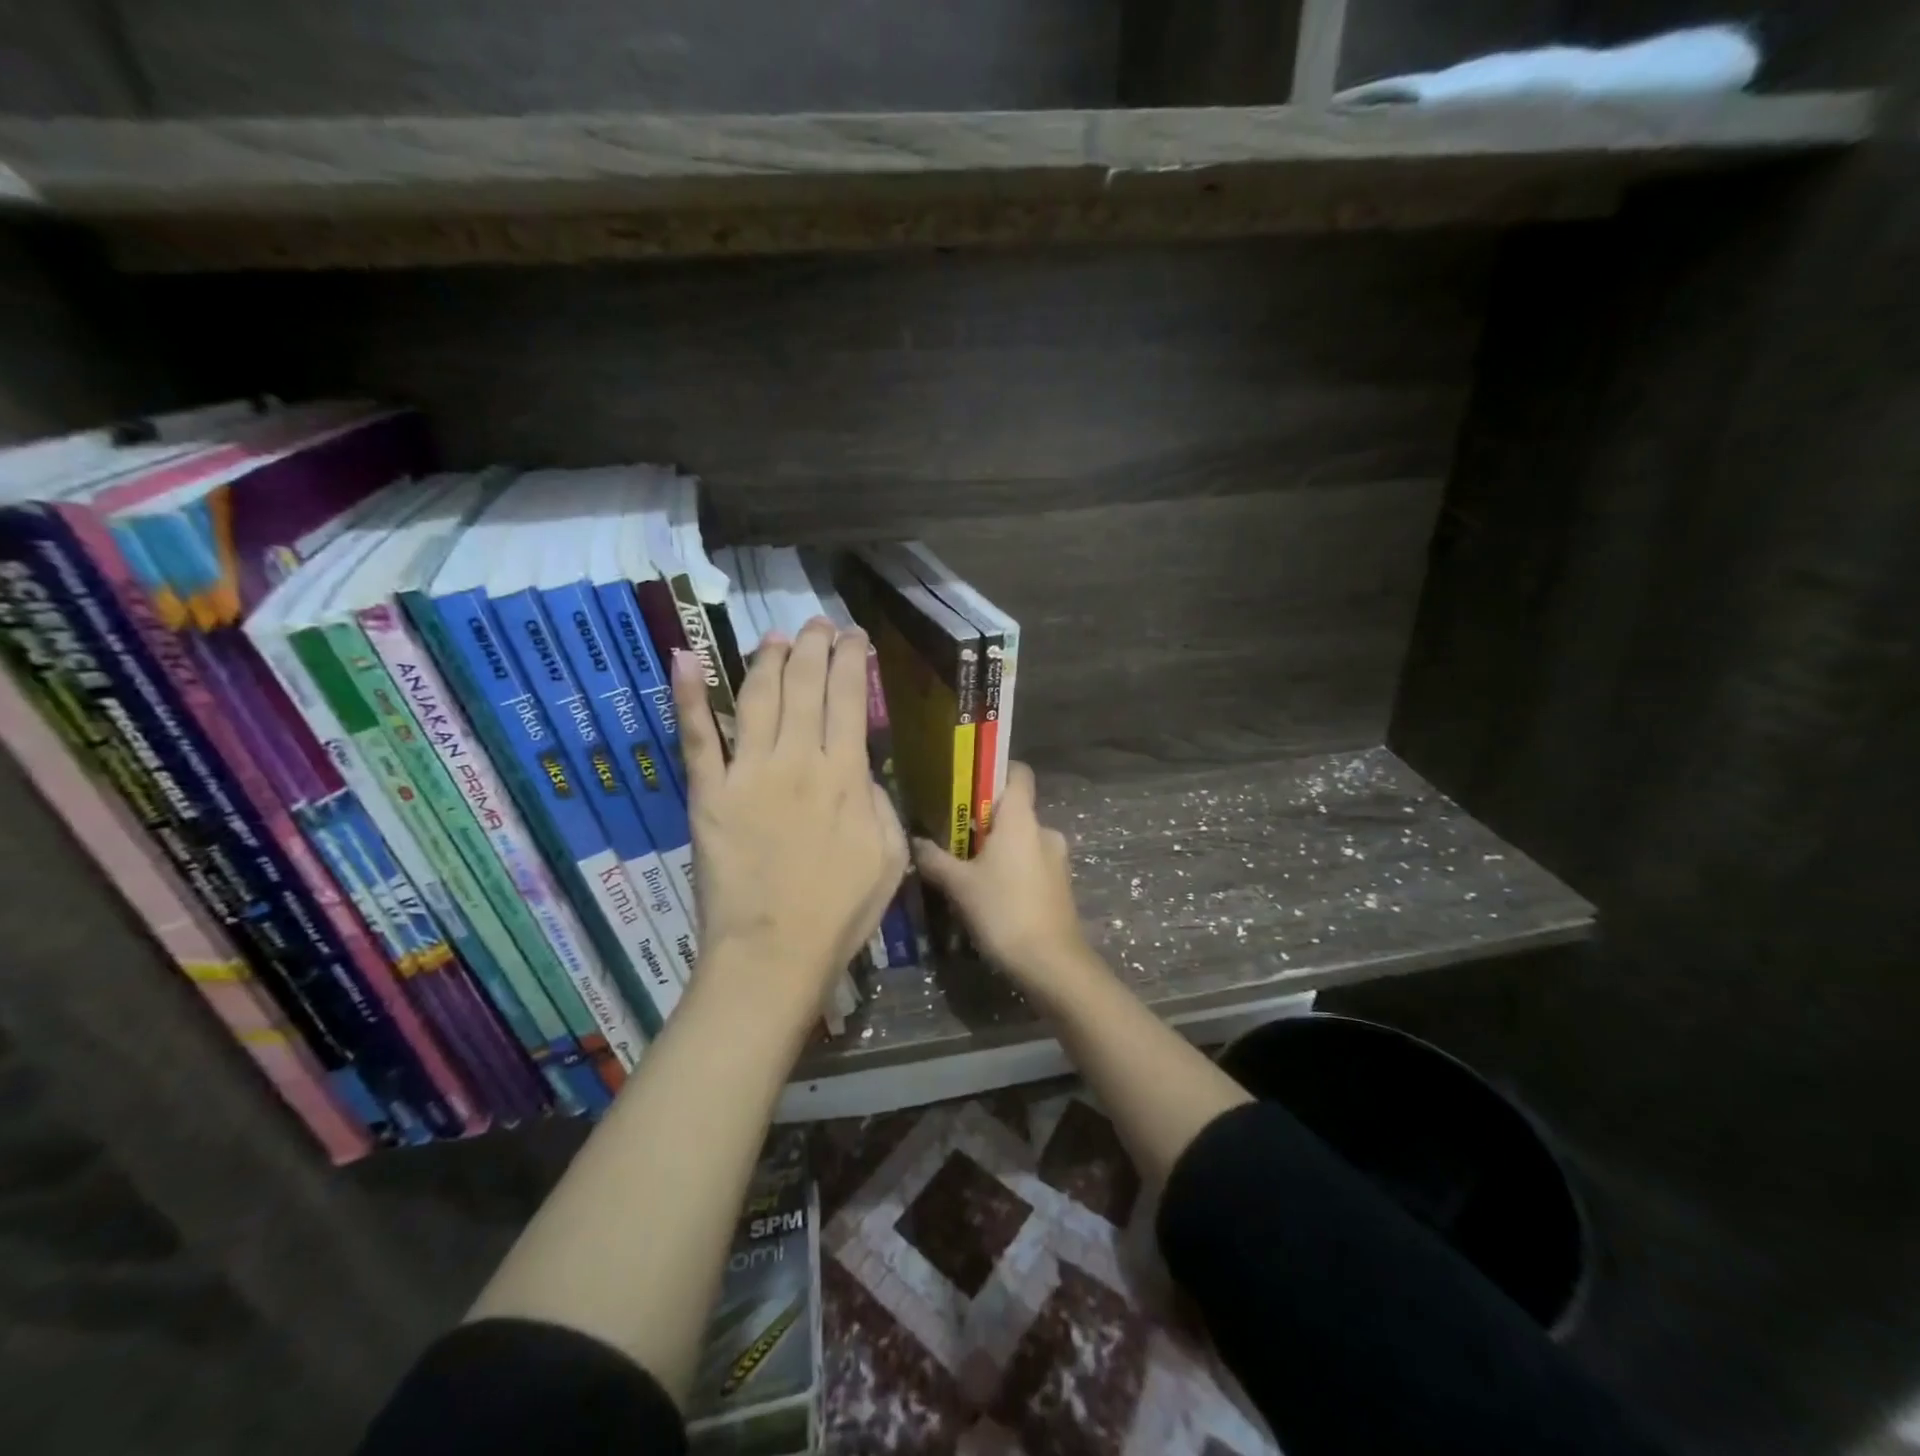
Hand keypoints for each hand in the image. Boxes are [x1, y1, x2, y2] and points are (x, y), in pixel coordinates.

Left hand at [672, 620, 906, 1032]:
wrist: (774, 953)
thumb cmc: (841, 912)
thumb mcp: (890, 857)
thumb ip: (880, 804)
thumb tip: (863, 772)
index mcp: (847, 776)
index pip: (850, 699)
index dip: (851, 660)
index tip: (853, 638)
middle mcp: (798, 760)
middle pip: (805, 686)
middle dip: (814, 647)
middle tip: (817, 625)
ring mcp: (748, 773)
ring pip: (758, 698)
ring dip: (768, 660)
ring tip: (776, 637)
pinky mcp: (708, 793)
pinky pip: (697, 737)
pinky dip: (688, 695)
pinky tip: (684, 658)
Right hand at [913, 762, 1103, 1006]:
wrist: (1052, 963)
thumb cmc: (1003, 911)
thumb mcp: (959, 885)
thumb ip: (934, 859)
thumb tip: (914, 841)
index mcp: (1021, 819)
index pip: (1018, 773)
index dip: (996, 771)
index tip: (968, 784)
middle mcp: (1044, 830)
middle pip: (1014, 810)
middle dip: (986, 820)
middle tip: (954, 836)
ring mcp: (1057, 859)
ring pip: (1022, 840)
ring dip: (998, 849)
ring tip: (968, 870)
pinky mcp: (1061, 885)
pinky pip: (1031, 864)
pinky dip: (1012, 870)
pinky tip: (991, 894)